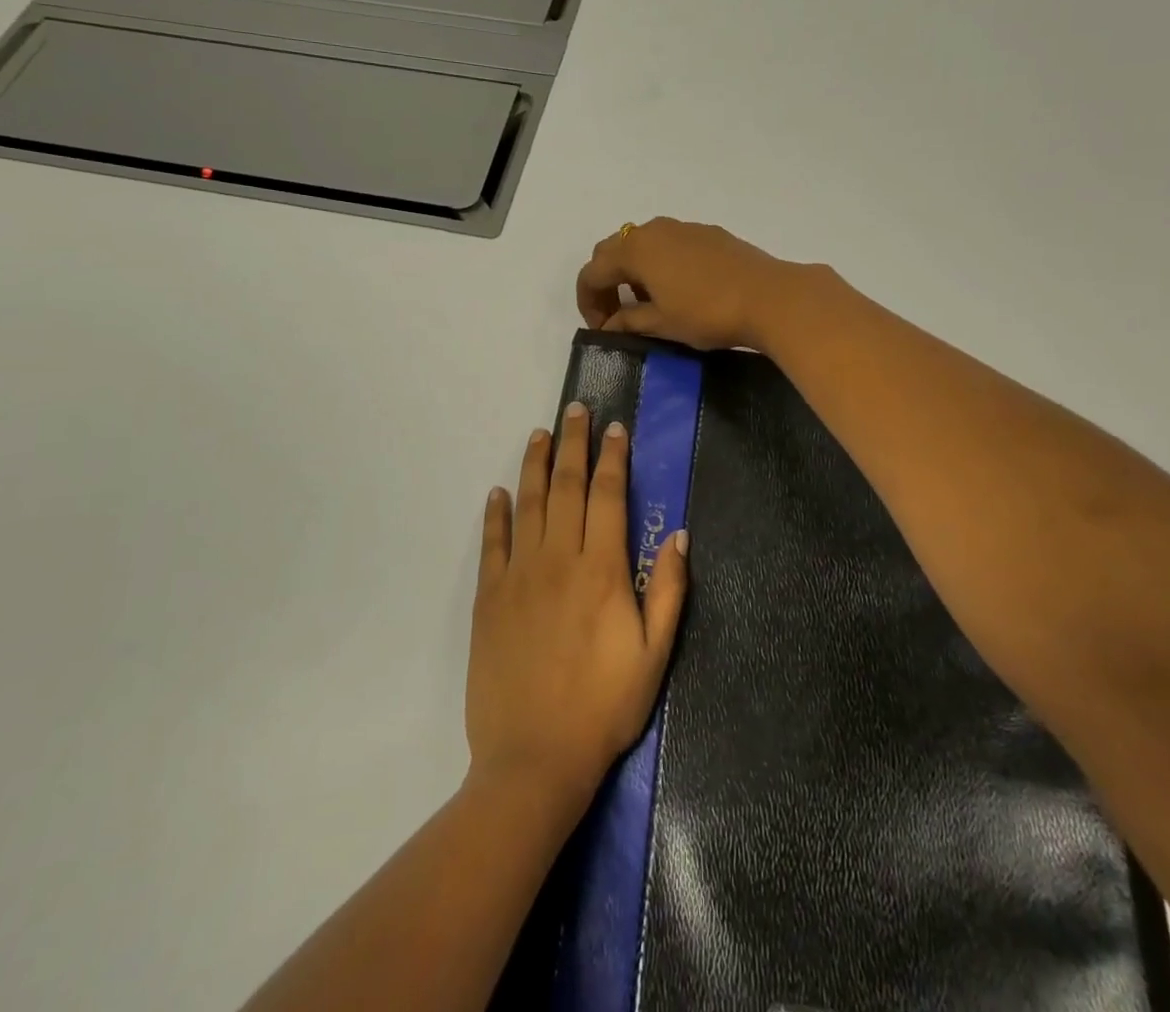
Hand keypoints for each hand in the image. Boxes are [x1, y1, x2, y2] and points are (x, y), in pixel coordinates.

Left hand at [468, 405, 688, 806]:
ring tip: (540, 433)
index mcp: (601, 571)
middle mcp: (558, 560)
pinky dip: (496, 514)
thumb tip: (680, 536)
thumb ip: (667, 591)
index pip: (608, 496)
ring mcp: (518, 576)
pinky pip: (492, 543)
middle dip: (574, 443)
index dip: (613, 459)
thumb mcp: (653, 657)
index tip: (616, 429)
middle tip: (575, 410)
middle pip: (566, 487)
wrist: (533, 759)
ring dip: (536, 464)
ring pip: (528, 504)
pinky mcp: (489, 598)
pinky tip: (499, 492)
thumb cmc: (603, 709)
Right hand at [576, 218, 801, 351]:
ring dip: (633, 272)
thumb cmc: (708, 313)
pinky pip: (669, 244)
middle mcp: (653, 230)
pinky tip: (678, 290)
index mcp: (635, 250)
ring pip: (642, 244)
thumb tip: (609, 325)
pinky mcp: (708, 233)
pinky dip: (659, 264)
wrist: (770, 297)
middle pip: (612, 251)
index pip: (592, 272)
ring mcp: (683, 228)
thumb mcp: (662, 323)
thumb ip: (628, 322)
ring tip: (646, 304)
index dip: (589, 302)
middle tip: (615, 315)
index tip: (601, 329)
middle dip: (606, 283)